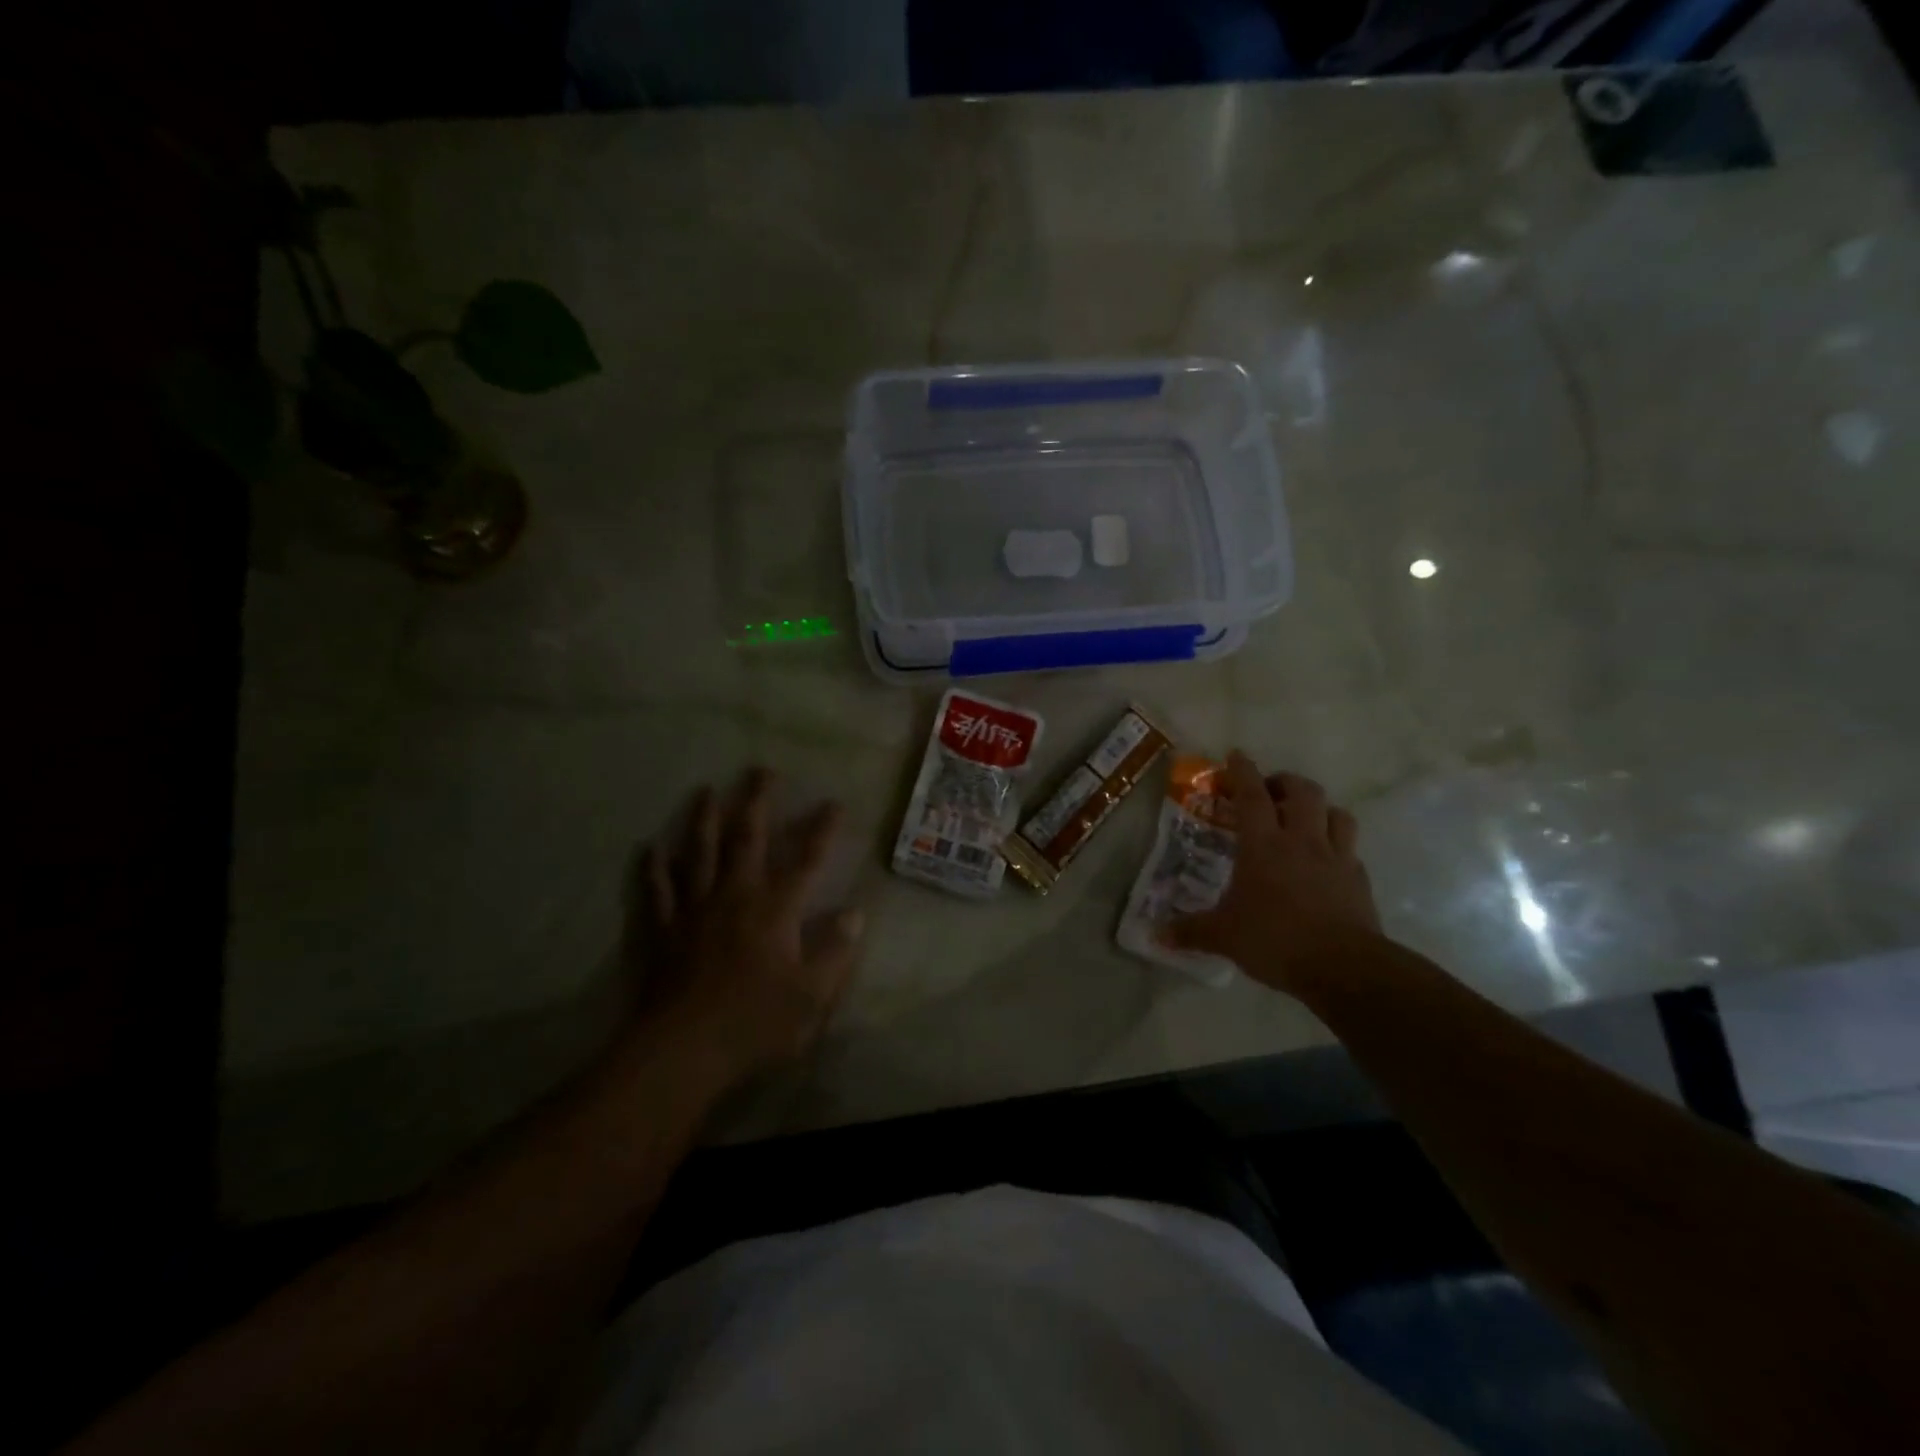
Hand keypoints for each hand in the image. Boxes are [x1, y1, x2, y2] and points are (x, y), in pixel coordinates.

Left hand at [627, 768, 864, 1087]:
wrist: (683, 1049)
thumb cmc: (754, 1022)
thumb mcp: (811, 995)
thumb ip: (835, 951)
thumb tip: (855, 914)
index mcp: (775, 909)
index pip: (807, 860)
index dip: (822, 830)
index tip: (833, 803)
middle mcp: (735, 895)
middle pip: (747, 838)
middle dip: (756, 802)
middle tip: (760, 770)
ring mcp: (694, 908)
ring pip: (698, 852)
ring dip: (703, 819)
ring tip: (705, 791)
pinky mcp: (663, 928)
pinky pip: (657, 890)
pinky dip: (653, 867)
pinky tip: (649, 848)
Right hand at [1162, 752, 1381, 993]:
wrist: (1343, 967)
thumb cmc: (1275, 939)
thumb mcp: (1224, 936)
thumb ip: (1190, 931)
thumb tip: (1155, 935)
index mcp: (1264, 845)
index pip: (1252, 795)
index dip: (1242, 772)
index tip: (1235, 755)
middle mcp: (1302, 840)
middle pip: (1302, 792)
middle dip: (1285, 782)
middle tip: (1269, 791)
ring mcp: (1336, 857)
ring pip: (1335, 813)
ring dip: (1319, 808)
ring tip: (1304, 818)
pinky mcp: (1359, 879)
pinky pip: (1350, 849)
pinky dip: (1338, 845)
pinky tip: (1327, 861)